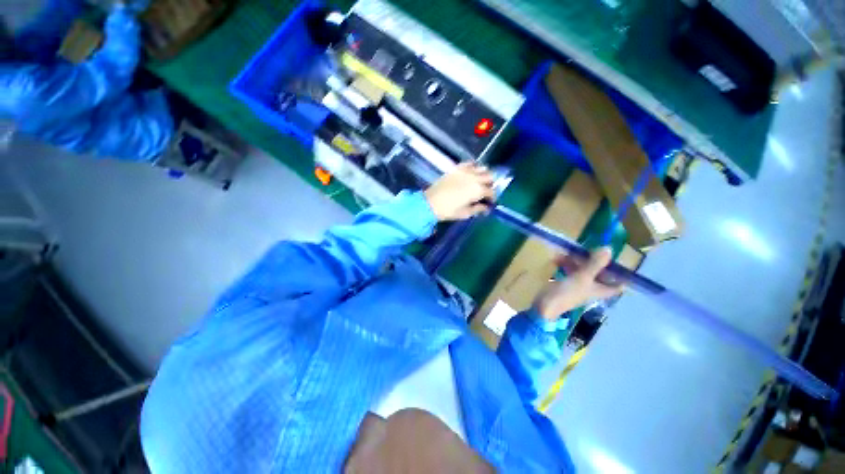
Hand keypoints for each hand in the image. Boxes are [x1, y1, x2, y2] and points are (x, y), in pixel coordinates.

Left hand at [424, 163, 495, 220]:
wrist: (430, 203)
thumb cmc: (448, 211)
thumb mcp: (465, 213)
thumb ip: (478, 209)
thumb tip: (486, 208)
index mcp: (477, 190)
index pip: (491, 191)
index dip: (492, 197)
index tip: (490, 202)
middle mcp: (474, 178)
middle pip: (490, 176)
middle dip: (490, 184)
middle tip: (485, 191)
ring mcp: (465, 171)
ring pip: (482, 167)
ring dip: (484, 174)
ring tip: (479, 181)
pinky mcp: (457, 168)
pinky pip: (470, 163)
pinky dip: (473, 166)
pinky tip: (471, 173)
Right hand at [533, 247, 625, 320]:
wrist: (545, 304)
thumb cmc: (567, 293)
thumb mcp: (582, 277)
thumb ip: (595, 264)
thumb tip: (609, 248)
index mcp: (601, 289)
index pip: (618, 283)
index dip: (620, 272)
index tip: (616, 259)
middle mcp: (592, 287)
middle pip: (599, 272)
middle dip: (593, 260)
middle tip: (588, 248)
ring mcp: (579, 284)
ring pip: (583, 269)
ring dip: (576, 260)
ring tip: (568, 251)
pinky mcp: (566, 282)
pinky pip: (569, 270)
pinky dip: (565, 263)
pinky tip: (557, 258)